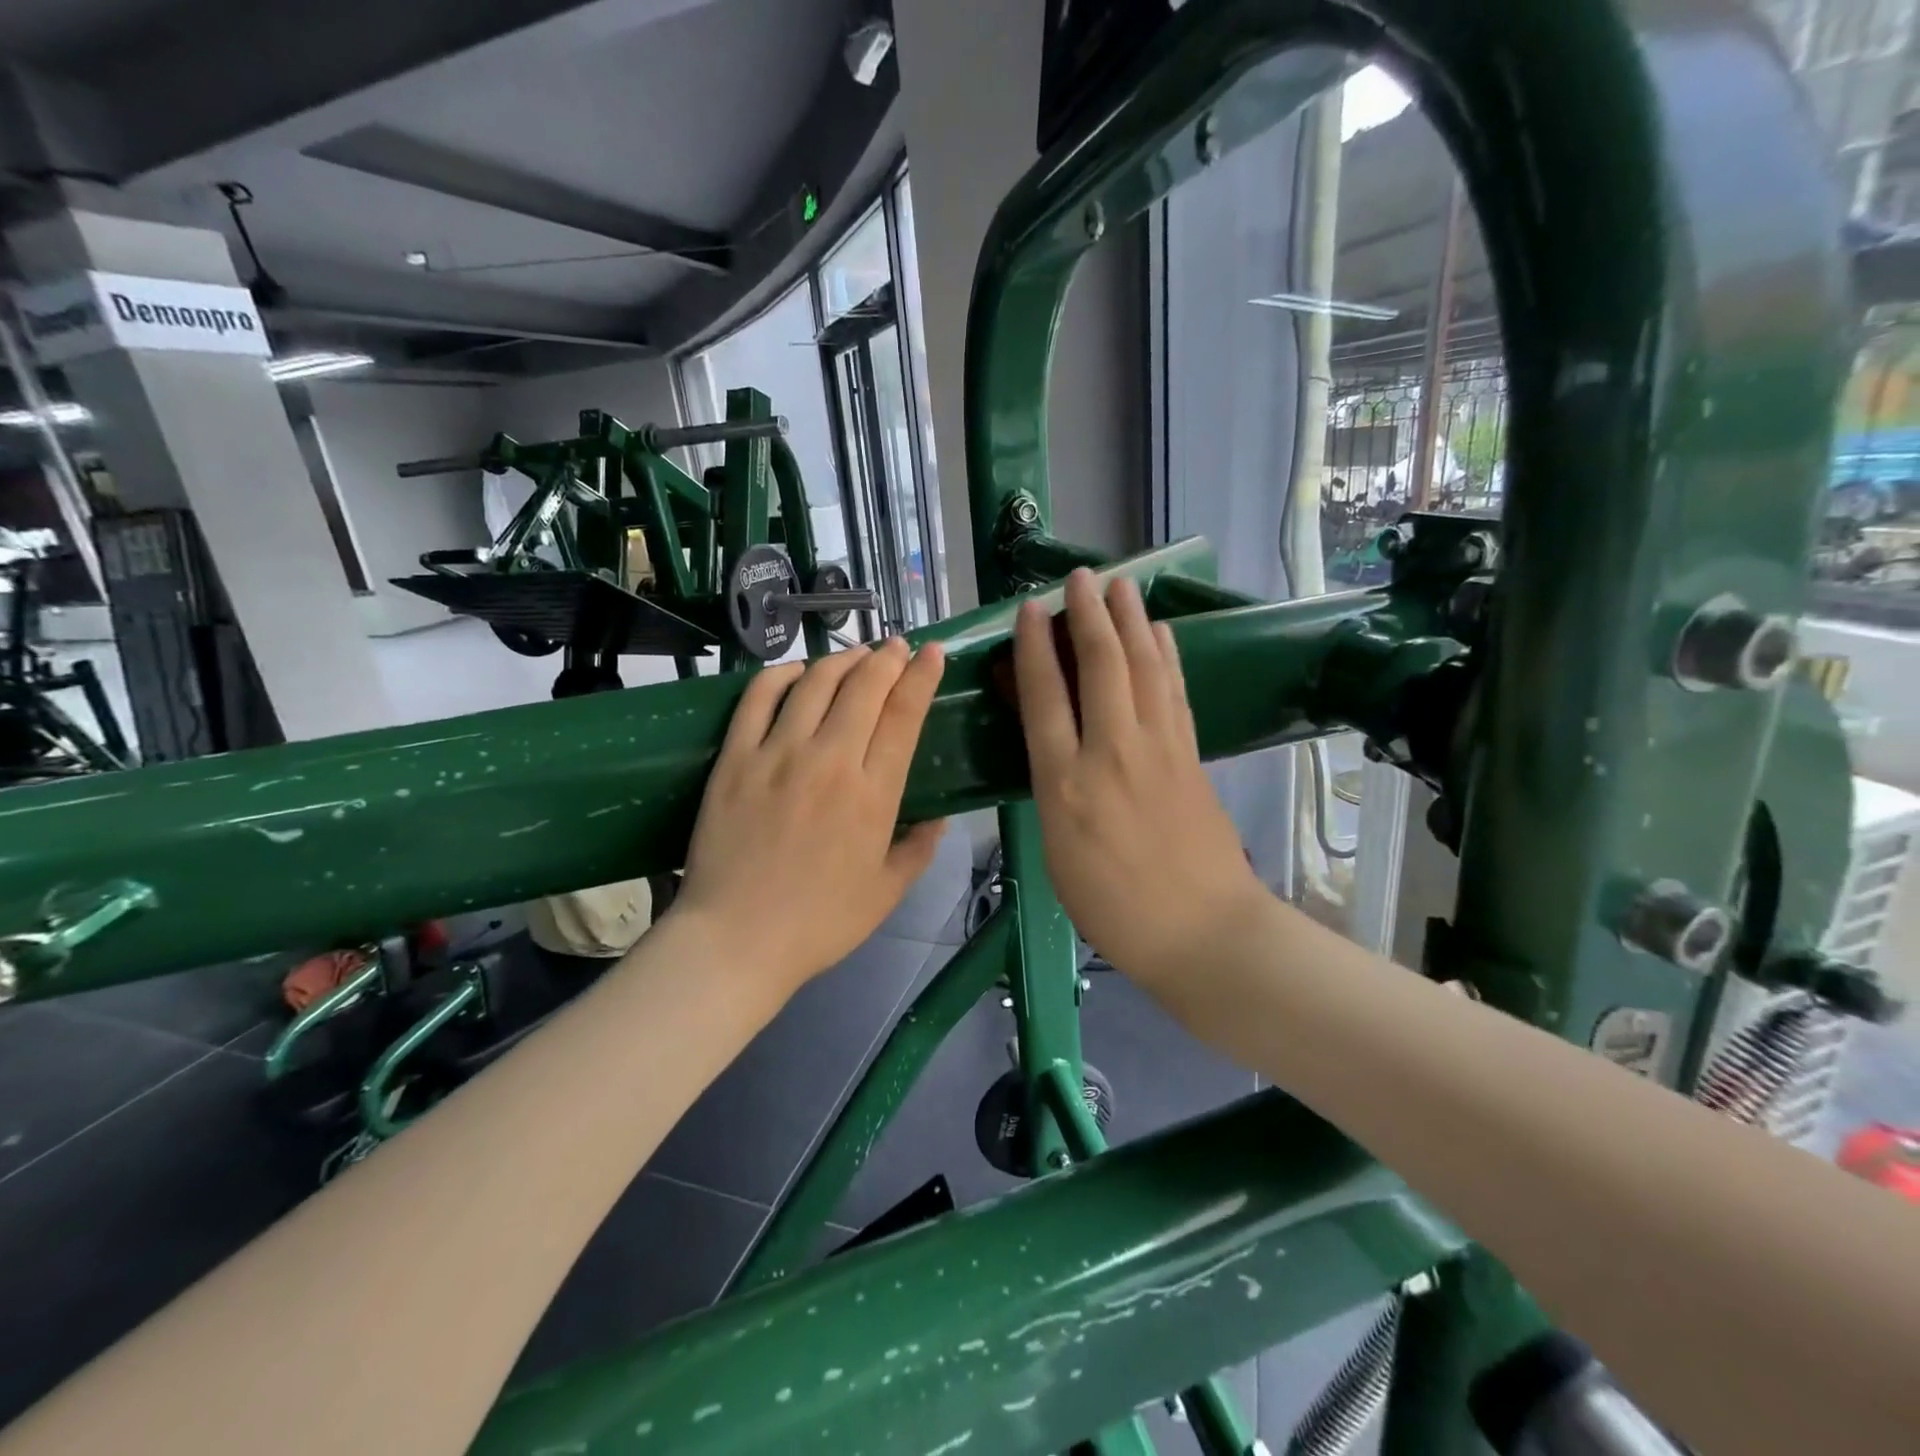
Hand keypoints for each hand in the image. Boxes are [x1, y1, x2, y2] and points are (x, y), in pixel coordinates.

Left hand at [671, 637, 947, 997]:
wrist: (736, 940)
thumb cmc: (819, 923)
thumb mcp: (887, 894)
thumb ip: (919, 850)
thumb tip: (940, 819)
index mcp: (874, 795)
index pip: (904, 715)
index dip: (922, 676)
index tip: (932, 653)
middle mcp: (830, 762)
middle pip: (864, 687)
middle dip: (887, 658)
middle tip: (897, 647)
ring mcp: (778, 755)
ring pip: (816, 682)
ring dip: (842, 659)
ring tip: (856, 654)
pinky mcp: (735, 758)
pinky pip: (758, 697)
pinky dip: (780, 674)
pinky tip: (796, 671)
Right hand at [1013, 569, 1267, 987]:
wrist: (1202, 932)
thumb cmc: (1112, 906)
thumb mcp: (1057, 851)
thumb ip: (1051, 788)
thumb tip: (1049, 743)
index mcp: (1065, 783)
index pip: (1045, 696)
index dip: (1035, 646)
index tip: (1031, 608)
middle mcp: (1112, 752)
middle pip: (1100, 666)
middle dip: (1089, 615)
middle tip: (1081, 577)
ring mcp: (1159, 750)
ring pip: (1144, 668)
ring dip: (1131, 621)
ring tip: (1123, 585)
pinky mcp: (1191, 755)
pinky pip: (1175, 692)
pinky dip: (1166, 656)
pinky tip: (1162, 634)